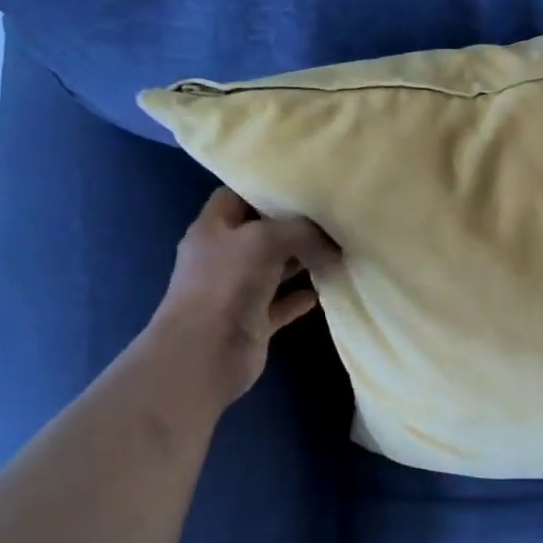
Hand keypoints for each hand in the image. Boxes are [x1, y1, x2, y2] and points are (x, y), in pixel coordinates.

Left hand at [147, 187, 340, 408]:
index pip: (236, 196)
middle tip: (332, 220)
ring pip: (274, 269)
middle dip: (293, 227)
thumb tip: (332, 244)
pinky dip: (301, 298)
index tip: (302, 188)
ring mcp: (237, 291)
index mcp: (213, 228)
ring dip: (302, 262)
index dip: (265, 189)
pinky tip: (326, 291)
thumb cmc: (226, 285)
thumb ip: (302, 232)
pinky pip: (281, 304)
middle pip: (260, 233)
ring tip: (338, 251)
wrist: (204, 354)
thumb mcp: (265, 240)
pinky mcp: (253, 321)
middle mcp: (223, 256)